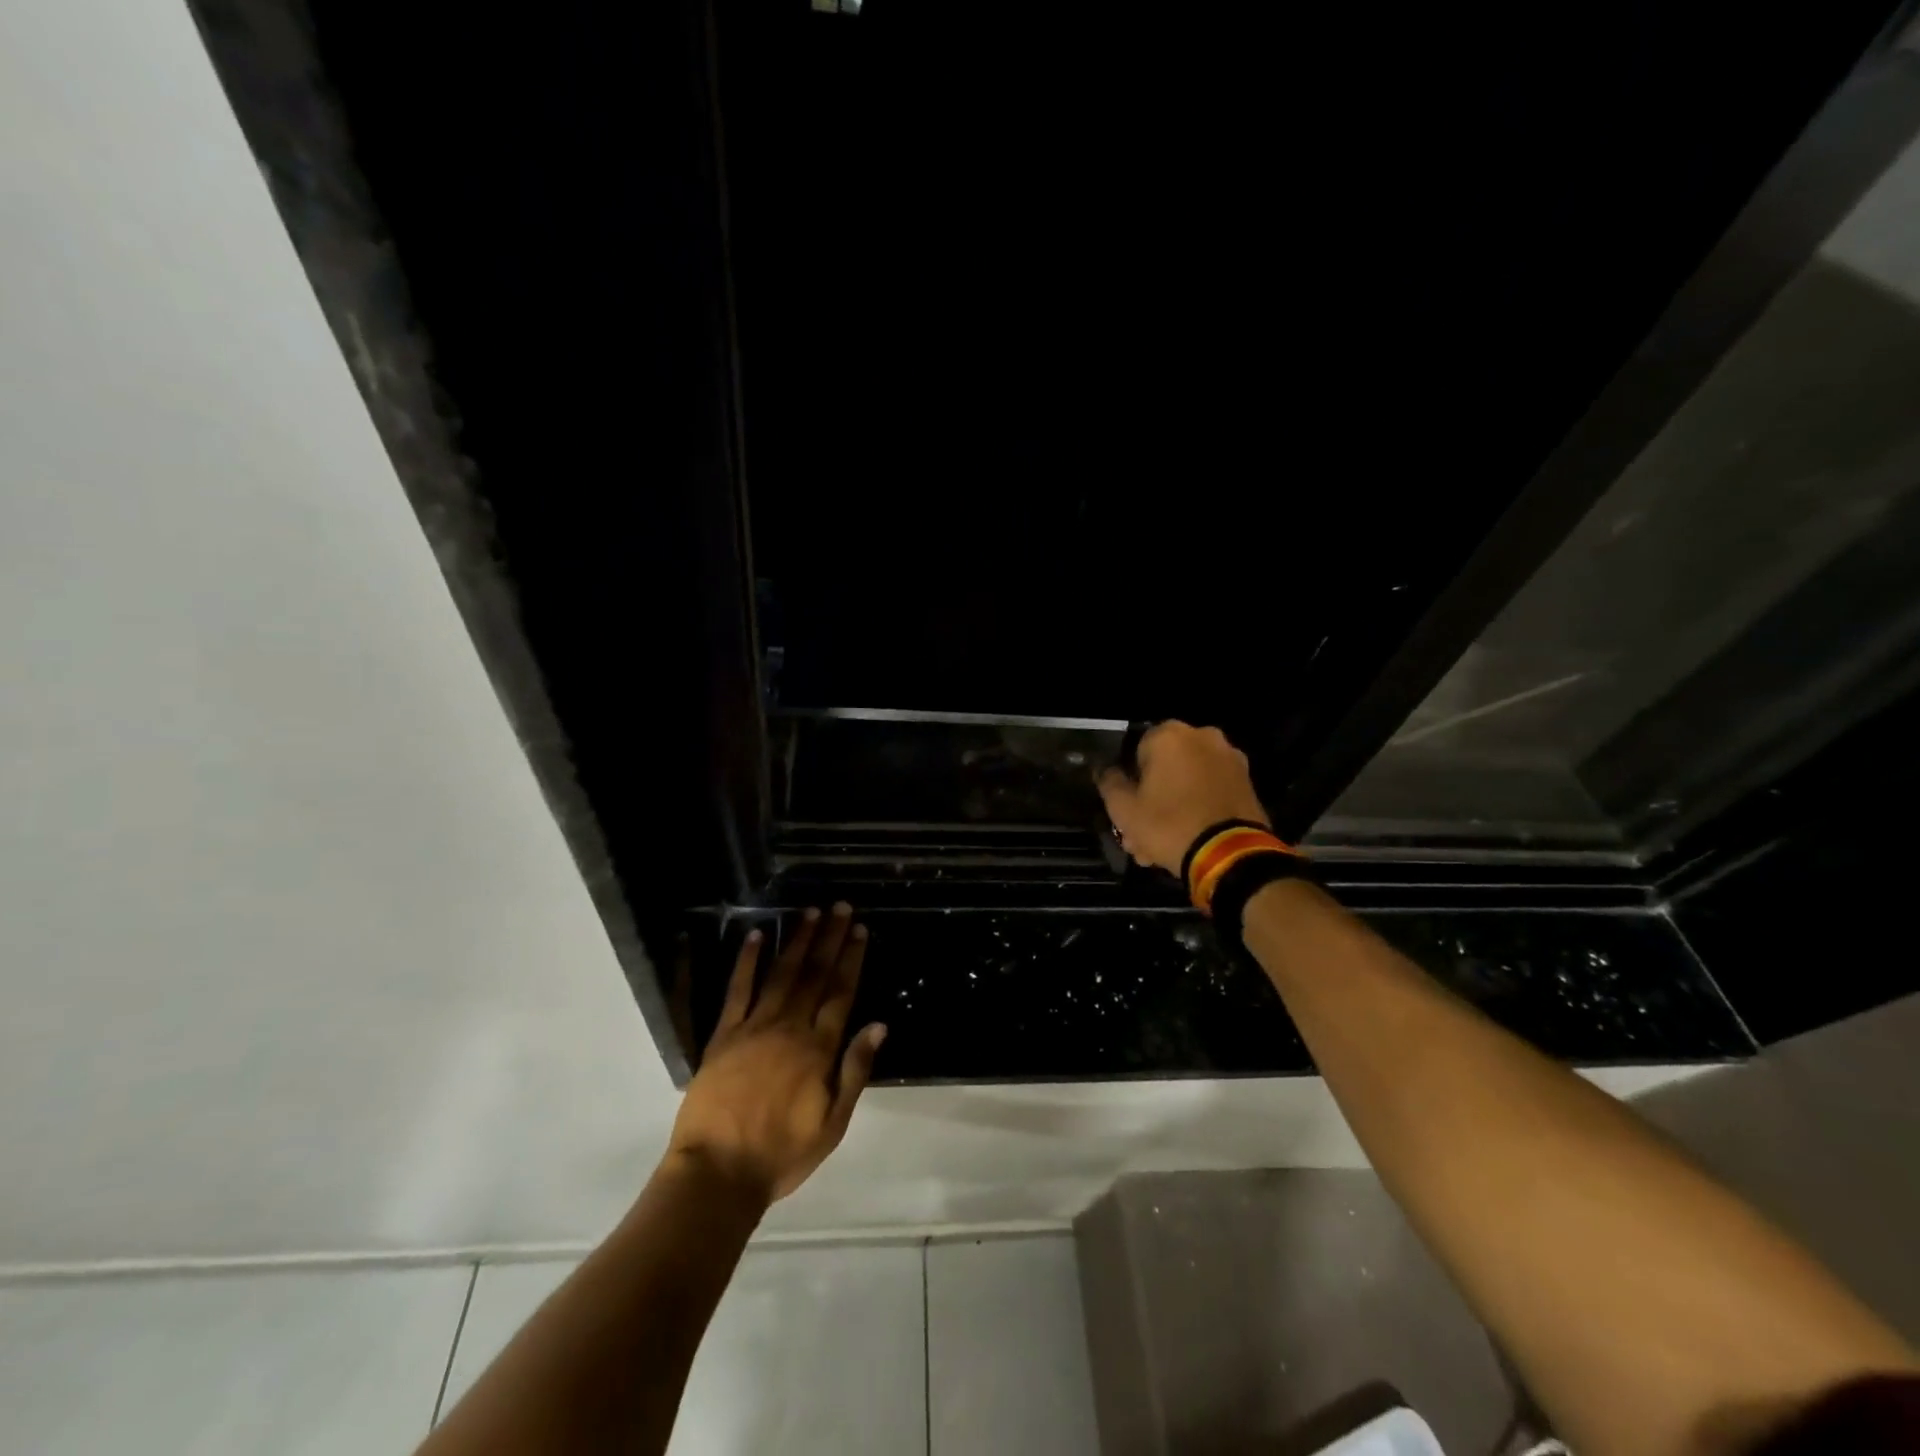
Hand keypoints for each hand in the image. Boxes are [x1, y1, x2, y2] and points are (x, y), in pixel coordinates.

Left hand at [668, 904, 885, 1204]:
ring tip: (809, 911)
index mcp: (818, 1050)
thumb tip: (879, 1025)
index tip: (859, 930)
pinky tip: (755, 936)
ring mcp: (754, 1027)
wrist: (718, 1173)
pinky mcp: (723, 1035)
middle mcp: (790, 1028)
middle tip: (840, 907)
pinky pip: (737, 990)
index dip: (851, 959)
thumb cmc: (781, 1154)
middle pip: (814, 974)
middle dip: (829, 938)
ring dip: (797, 940)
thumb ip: (855, 1071)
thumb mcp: (833, 1124)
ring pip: (781, 974)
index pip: (840, 992)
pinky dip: (747, 961)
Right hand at [1096, 721, 1270, 872]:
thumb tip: (1106, 771)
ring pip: (1187, 782)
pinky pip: (1209, 791)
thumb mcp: (1123, 808)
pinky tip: (1186, 839)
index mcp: (1170, 735)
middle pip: (1164, 768)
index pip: (1135, 750)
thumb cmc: (1168, 824)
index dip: (1128, 780)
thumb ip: (1109, 782)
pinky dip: (1197, 808)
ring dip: (1172, 806)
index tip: (1125, 807)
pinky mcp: (1247, 783)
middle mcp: (1202, 737)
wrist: (1230, 855)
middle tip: (1139, 833)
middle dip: (1150, 798)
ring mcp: (1229, 759)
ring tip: (1160, 846)